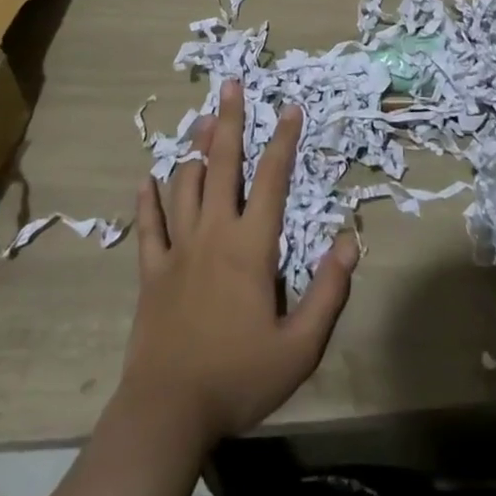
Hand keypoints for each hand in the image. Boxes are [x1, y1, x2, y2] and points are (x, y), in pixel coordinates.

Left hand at [121, 79, 357, 449]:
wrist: (168, 411)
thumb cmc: (239, 377)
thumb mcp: (299, 348)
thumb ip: (329, 292)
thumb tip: (350, 240)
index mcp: (250, 246)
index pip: (272, 180)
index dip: (284, 140)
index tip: (291, 106)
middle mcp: (214, 233)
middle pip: (223, 165)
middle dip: (230, 121)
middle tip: (231, 85)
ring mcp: (179, 249)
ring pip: (186, 185)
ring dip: (196, 151)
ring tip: (202, 121)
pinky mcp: (152, 271)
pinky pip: (149, 227)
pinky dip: (147, 201)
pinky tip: (145, 179)